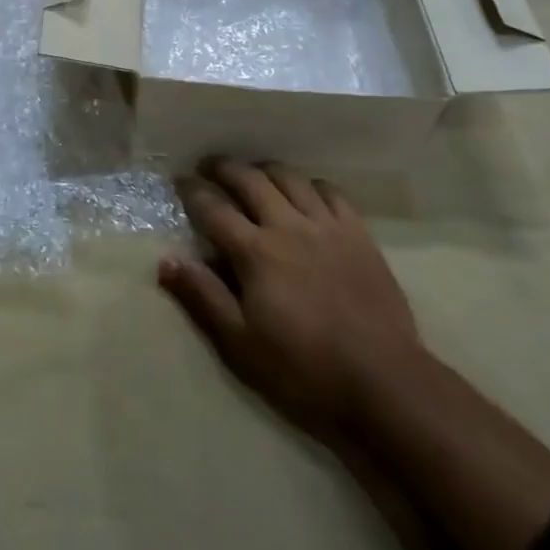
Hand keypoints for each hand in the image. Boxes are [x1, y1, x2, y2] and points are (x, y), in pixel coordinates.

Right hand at [158, 159, 421, 440]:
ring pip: (290, 177)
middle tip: (210, 167)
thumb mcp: (240, 344)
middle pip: (250, 179)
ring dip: (265, 169)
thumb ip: (202, 297)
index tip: (179, 181)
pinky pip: (331, 192)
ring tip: (254, 173)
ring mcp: (327, 226)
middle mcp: (288, 226)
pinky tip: (305, 193)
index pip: (214, 208)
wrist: (383, 382)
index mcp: (256, 252)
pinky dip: (310, 184)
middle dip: (224, 168)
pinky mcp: (359, 234)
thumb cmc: (303, 369)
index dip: (192, 191)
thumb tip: (165, 261)